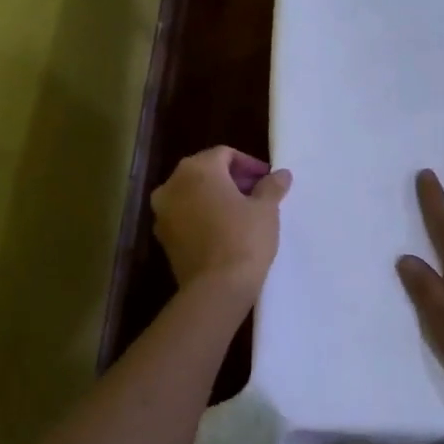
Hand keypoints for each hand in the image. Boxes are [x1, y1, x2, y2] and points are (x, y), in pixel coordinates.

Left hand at [151, 147, 291, 297]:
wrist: (216, 289)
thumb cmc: (244, 239)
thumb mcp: (266, 209)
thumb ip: (272, 186)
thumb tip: (281, 174)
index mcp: (197, 169)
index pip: (225, 154)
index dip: (249, 164)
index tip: (268, 180)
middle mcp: (172, 185)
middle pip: (205, 171)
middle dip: (232, 179)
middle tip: (258, 195)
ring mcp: (163, 212)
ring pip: (193, 194)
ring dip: (216, 197)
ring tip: (243, 213)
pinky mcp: (163, 237)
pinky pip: (185, 216)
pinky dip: (203, 216)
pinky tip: (225, 231)